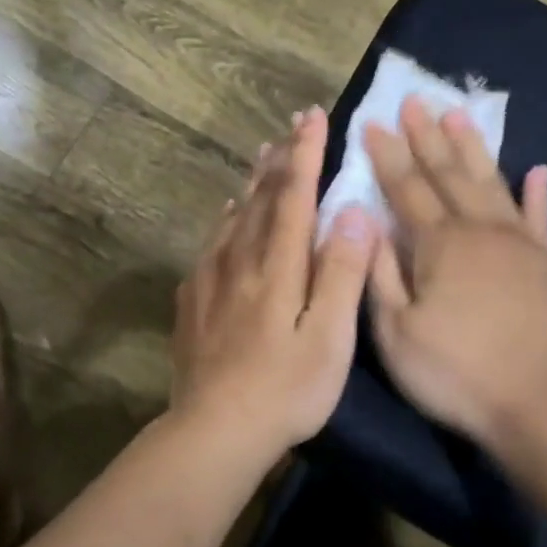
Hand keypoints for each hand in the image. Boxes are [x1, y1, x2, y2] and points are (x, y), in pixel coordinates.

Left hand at [170, 107, 376, 452]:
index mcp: (278, 265)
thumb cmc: (285, 388)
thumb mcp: (330, 337)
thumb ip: (342, 272)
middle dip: (281, 156)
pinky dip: (228, 218)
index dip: (306, 154)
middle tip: (292, 124)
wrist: (213, 429)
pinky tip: (230, 215)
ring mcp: (211, 277)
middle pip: (262, 196)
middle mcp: (241, 259)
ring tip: (263, 154)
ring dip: (253, 180)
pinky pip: (213, 241)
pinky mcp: (193, 298)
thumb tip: (353, 210)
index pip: (294, 195)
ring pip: (235, 214)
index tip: (314, 117)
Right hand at [364, 97, 546, 461]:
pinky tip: (537, 170)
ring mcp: (518, 243)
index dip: (387, 155)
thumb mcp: (396, 331)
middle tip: (414, 99)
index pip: (405, 187)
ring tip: (459, 113)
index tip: (373, 122)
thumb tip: (365, 220)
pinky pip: (539, 217)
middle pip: (448, 172)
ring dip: (472, 147)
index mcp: (438, 244)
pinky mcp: (546, 264)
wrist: (540, 405)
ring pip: (490, 182)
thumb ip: (379, 271)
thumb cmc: (455, 373)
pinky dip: (537, 192)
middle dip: (427, 135)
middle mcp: (479, 230)